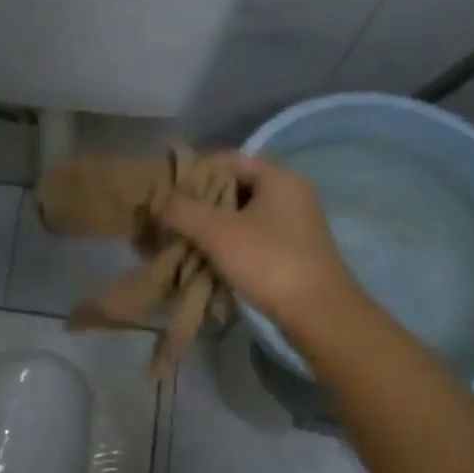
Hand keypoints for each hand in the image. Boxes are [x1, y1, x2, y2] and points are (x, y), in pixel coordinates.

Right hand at [156, 153, 362, 336]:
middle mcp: (290, 193)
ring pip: (241, 214)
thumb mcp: (217, 232)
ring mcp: (294, 223)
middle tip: (169, 218)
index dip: (193, 172)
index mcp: (278, 176)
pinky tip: (205, 258)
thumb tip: (156, 199)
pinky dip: (227, 243)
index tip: (166, 193)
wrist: (317, 313)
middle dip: (198, 203)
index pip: (226, 160)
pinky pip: (251, 236)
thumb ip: (182, 210)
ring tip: (181, 240)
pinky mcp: (292, 249)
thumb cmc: (268, 260)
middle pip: (233, 187)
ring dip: (210, 226)